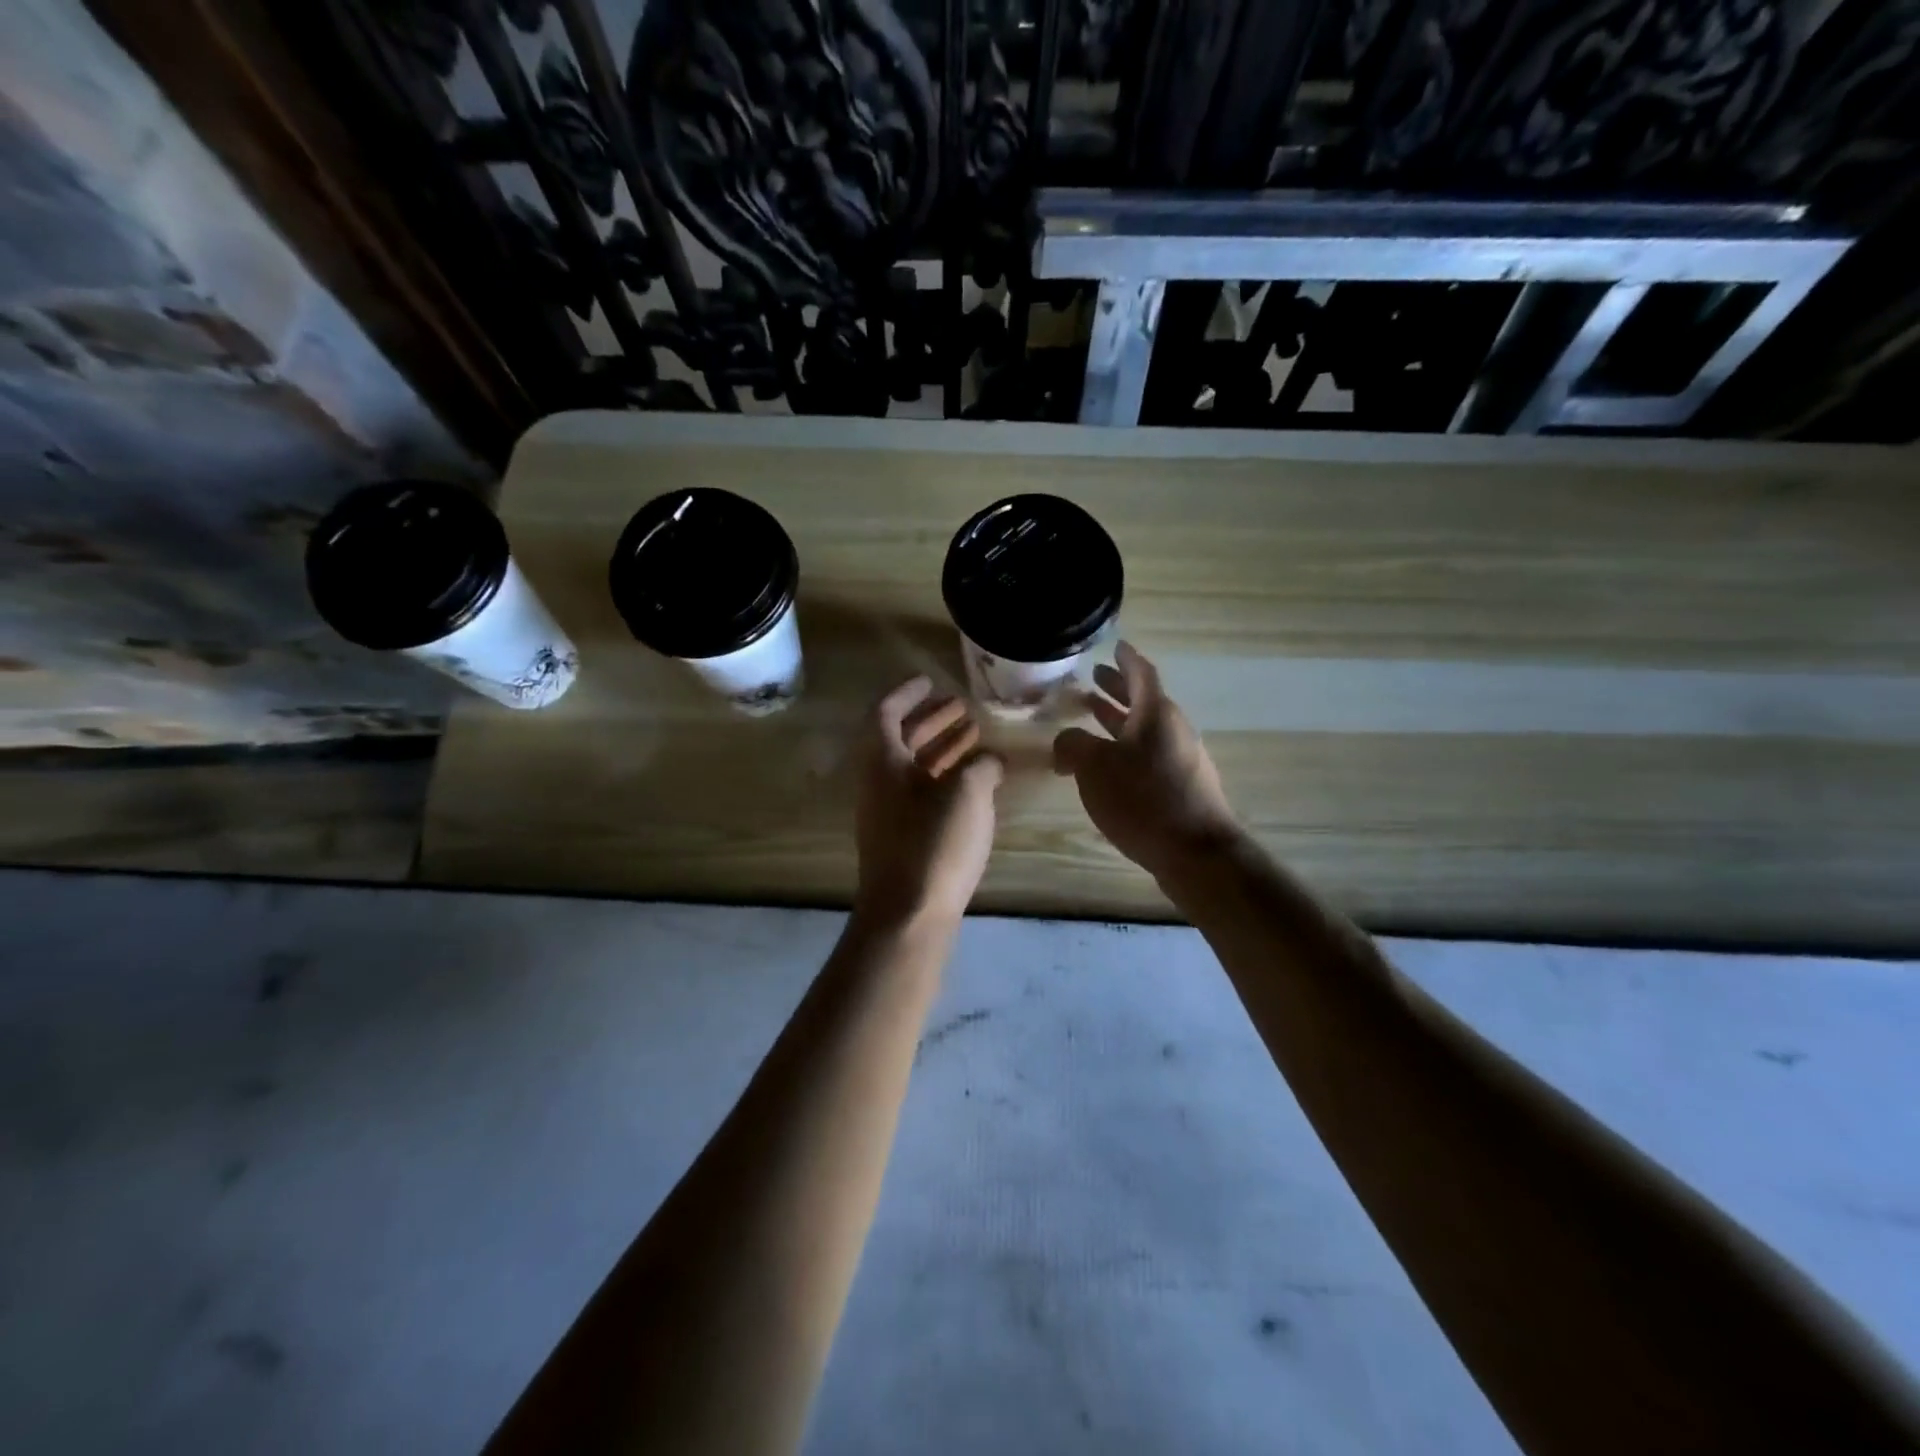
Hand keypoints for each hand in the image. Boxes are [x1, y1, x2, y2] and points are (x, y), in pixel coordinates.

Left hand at [854, 677, 1003, 926]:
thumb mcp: (967, 794)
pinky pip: (924, 794)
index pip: (886, 712)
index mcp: (884, 762)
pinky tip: (976, 782)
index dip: (908, 693)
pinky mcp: (904, 840)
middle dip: (931, 720)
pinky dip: (946, 779)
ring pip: (915, 768)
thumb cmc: (934, 843)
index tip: (931, 680)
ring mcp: (890, 814)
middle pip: (902, 739)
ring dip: (942, 748)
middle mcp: (880, 784)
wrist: (909, 915)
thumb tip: (991, 761)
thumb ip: (982, 767)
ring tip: (975, 736)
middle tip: (961, 706)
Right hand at [1053, 642, 1243, 882]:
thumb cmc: (1143, 799)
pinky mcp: (1181, 787)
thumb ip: (1073, 745)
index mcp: (1156, 714)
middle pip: (1143, 701)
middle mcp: (1173, 730)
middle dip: (1118, 689)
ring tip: (1092, 716)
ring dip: (1118, 720)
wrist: (1195, 852)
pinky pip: (1148, 754)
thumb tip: (1065, 742)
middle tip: (1094, 679)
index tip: (1115, 646)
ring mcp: (1181, 760)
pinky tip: (1107, 765)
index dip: (1126, 659)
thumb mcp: (1094, 767)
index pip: (1141, 673)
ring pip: (1144, 730)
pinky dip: (1125, 748)